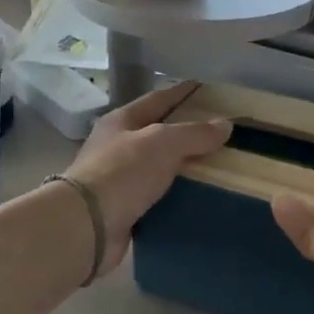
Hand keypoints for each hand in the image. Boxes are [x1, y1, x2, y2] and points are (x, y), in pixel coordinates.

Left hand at [64, 81, 230, 273]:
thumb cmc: (122, 173)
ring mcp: (118, 179)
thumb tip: (225, 124)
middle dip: (186, 132)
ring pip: (158, 167)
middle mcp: (117, 147)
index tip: (206, 88)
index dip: (182, 92)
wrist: (87, 225)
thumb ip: (194, 133)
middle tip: (220, 133)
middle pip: (158, 134)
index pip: (158, 99)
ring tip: (217, 167)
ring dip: (183, 167)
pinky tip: (198, 198)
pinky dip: (176, 196)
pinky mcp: (124, 209)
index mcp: (121, 122)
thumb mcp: (162, 143)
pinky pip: (157, 197)